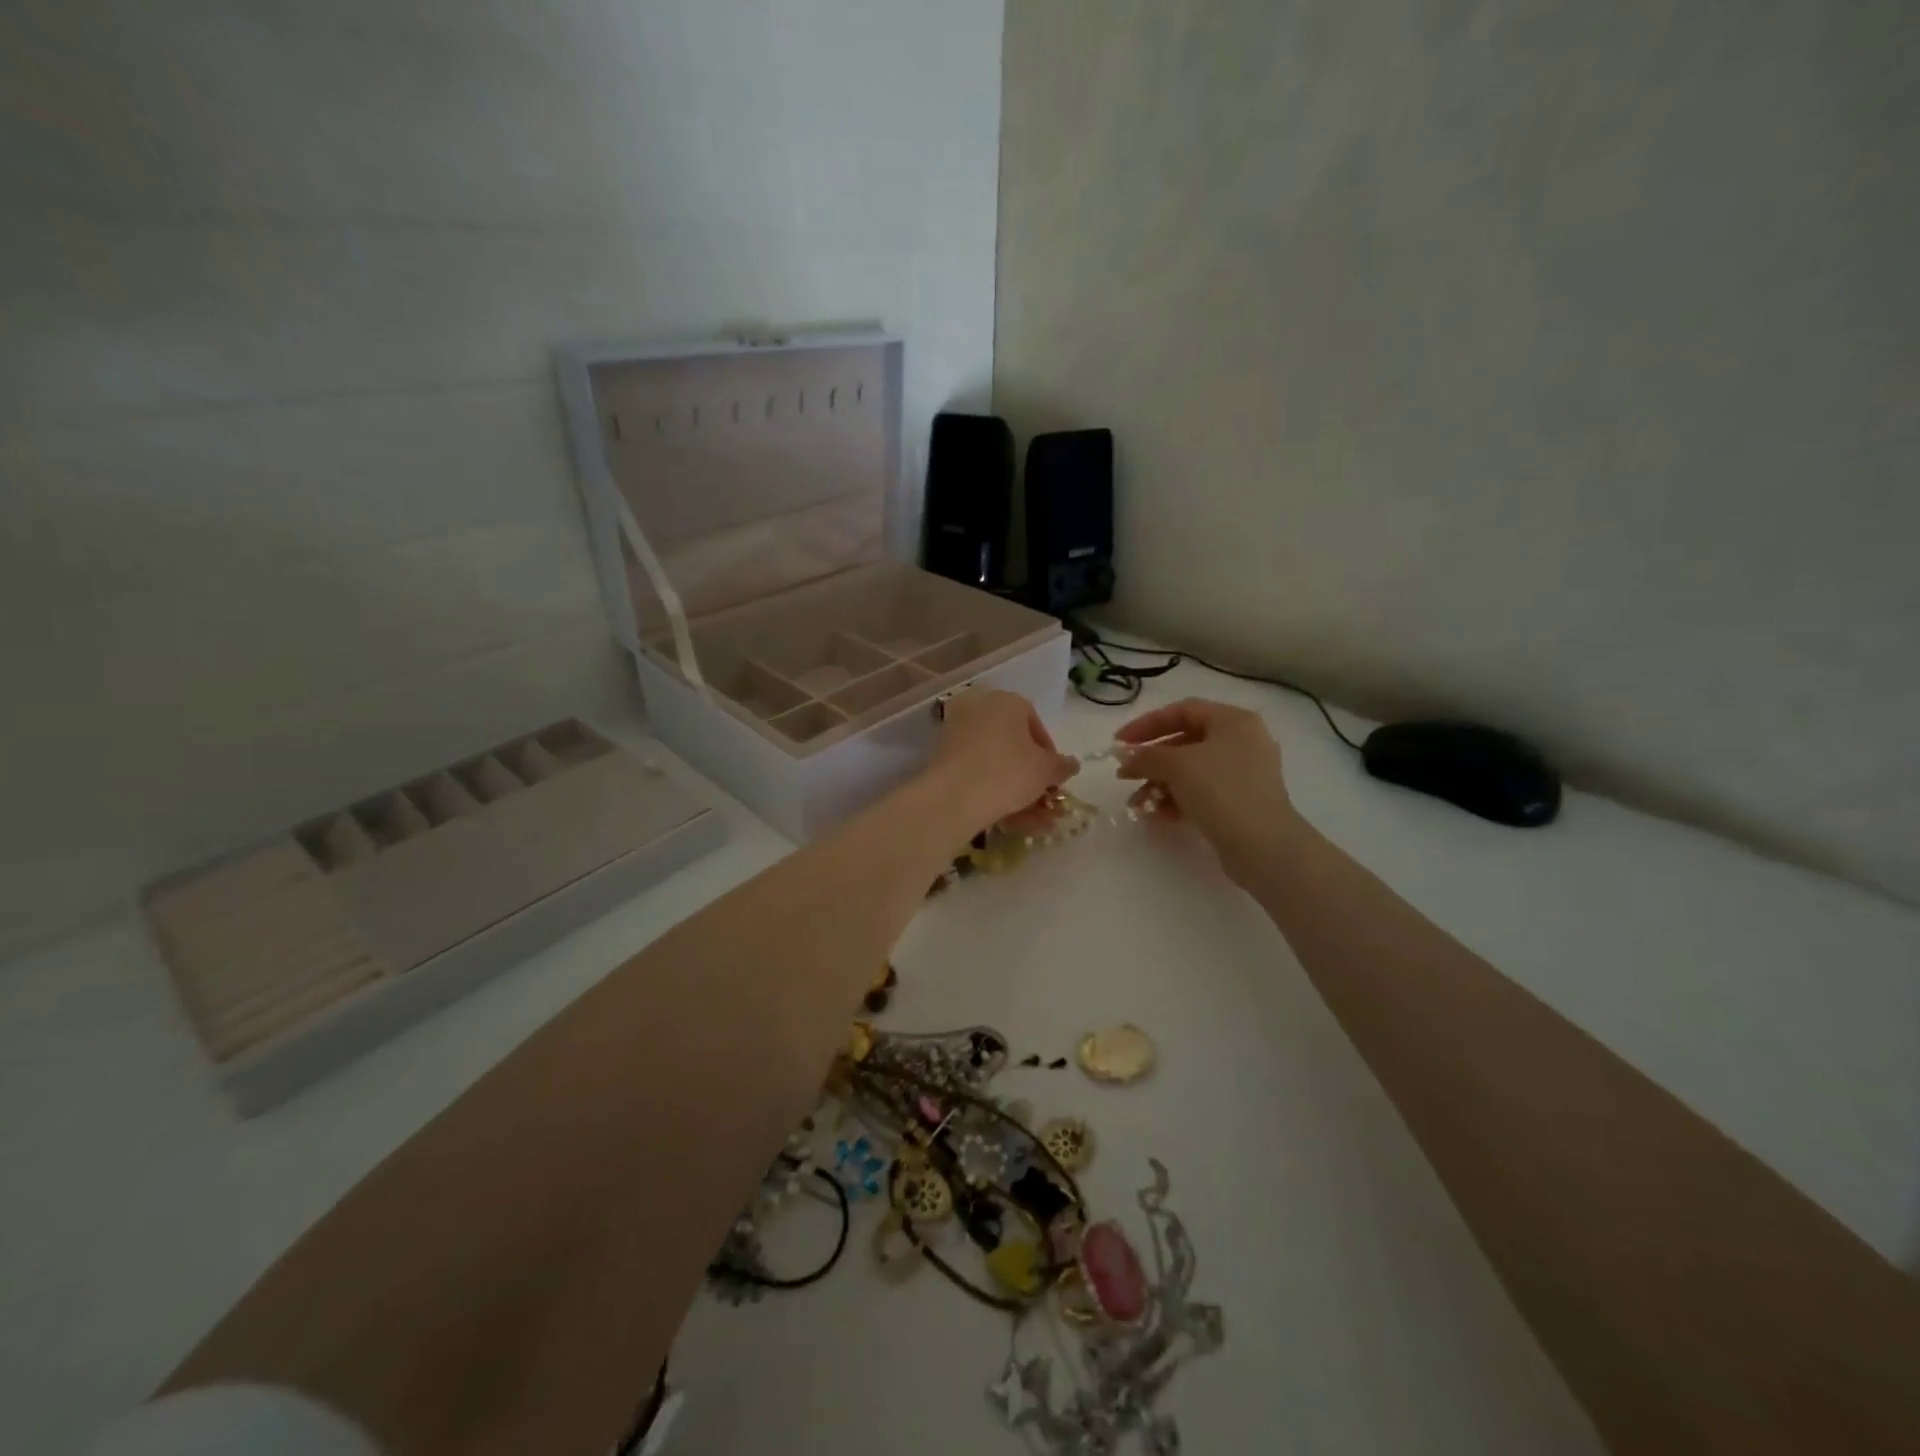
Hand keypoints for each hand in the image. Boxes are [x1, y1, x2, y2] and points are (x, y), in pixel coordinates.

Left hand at [925, 690, 1078, 839]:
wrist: (954, 797)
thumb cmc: (1008, 772)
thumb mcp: (1046, 771)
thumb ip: (1062, 765)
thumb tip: (1070, 764)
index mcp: (1008, 701)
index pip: (1036, 726)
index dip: (1049, 756)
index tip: (1053, 779)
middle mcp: (979, 707)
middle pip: (1013, 744)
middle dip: (1029, 775)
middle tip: (1040, 799)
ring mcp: (956, 731)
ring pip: (994, 762)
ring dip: (1013, 790)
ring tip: (1029, 820)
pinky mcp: (940, 755)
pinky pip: (974, 771)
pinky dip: (990, 791)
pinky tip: (1005, 818)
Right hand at [1113, 698, 1295, 882]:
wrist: (1263, 845)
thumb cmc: (1221, 790)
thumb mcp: (1177, 765)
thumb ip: (1146, 756)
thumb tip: (1126, 757)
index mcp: (1233, 721)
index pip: (1182, 711)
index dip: (1146, 724)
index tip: (1119, 743)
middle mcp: (1242, 742)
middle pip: (1185, 742)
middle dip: (1151, 761)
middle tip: (1124, 776)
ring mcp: (1243, 774)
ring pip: (1191, 772)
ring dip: (1159, 784)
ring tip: (1137, 803)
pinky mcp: (1241, 803)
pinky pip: (1201, 793)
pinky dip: (1177, 800)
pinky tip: (1157, 815)